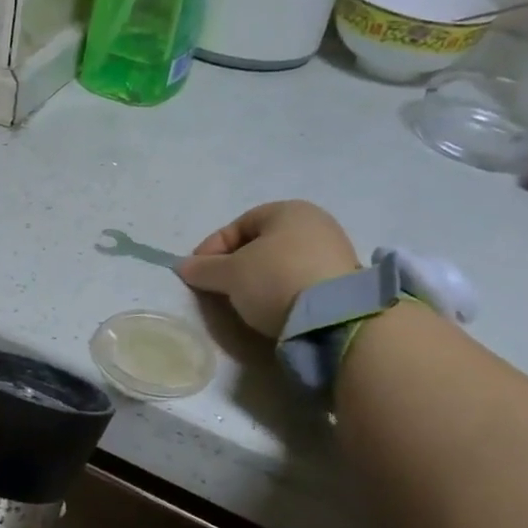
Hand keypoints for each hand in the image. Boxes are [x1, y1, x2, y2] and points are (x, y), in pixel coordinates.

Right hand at [180, 200, 360, 337]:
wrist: (334, 317)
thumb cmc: (274, 279)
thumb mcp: (230, 274)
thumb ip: (204, 269)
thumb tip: (183, 267)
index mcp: (287, 210)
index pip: (238, 225)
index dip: (212, 248)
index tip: (197, 273)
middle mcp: (315, 222)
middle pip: (261, 243)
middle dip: (236, 265)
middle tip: (219, 288)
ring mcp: (334, 251)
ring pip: (281, 263)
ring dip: (259, 280)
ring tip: (244, 302)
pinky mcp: (343, 280)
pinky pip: (300, 280)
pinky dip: (282, 290)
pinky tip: (273, 308)